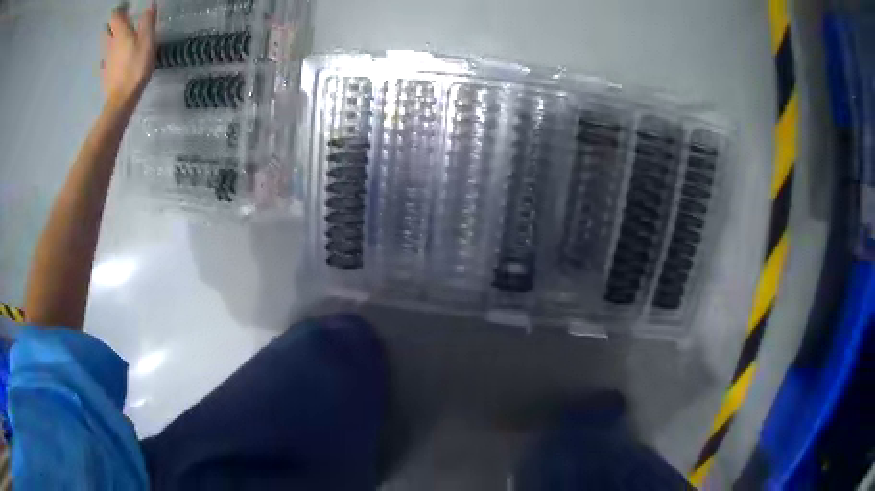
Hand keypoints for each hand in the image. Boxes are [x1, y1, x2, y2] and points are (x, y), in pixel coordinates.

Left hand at [101, 2, 156, 107]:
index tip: (125, 7)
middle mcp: (110, 44)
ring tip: (117, 40)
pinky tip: (112, 60)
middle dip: (111, 25)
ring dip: (109, 40)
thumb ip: (148, 21)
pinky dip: (107, 58)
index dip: (120, 9)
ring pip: (104, 45)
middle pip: (106, 31)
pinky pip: (104, 62)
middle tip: (119, 23)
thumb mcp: (148, 41)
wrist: (122, 99)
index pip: (116, 16)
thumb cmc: (137, 67)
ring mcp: (106, 61)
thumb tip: (149, 4)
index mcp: (120, 34)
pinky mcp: (105, 74)